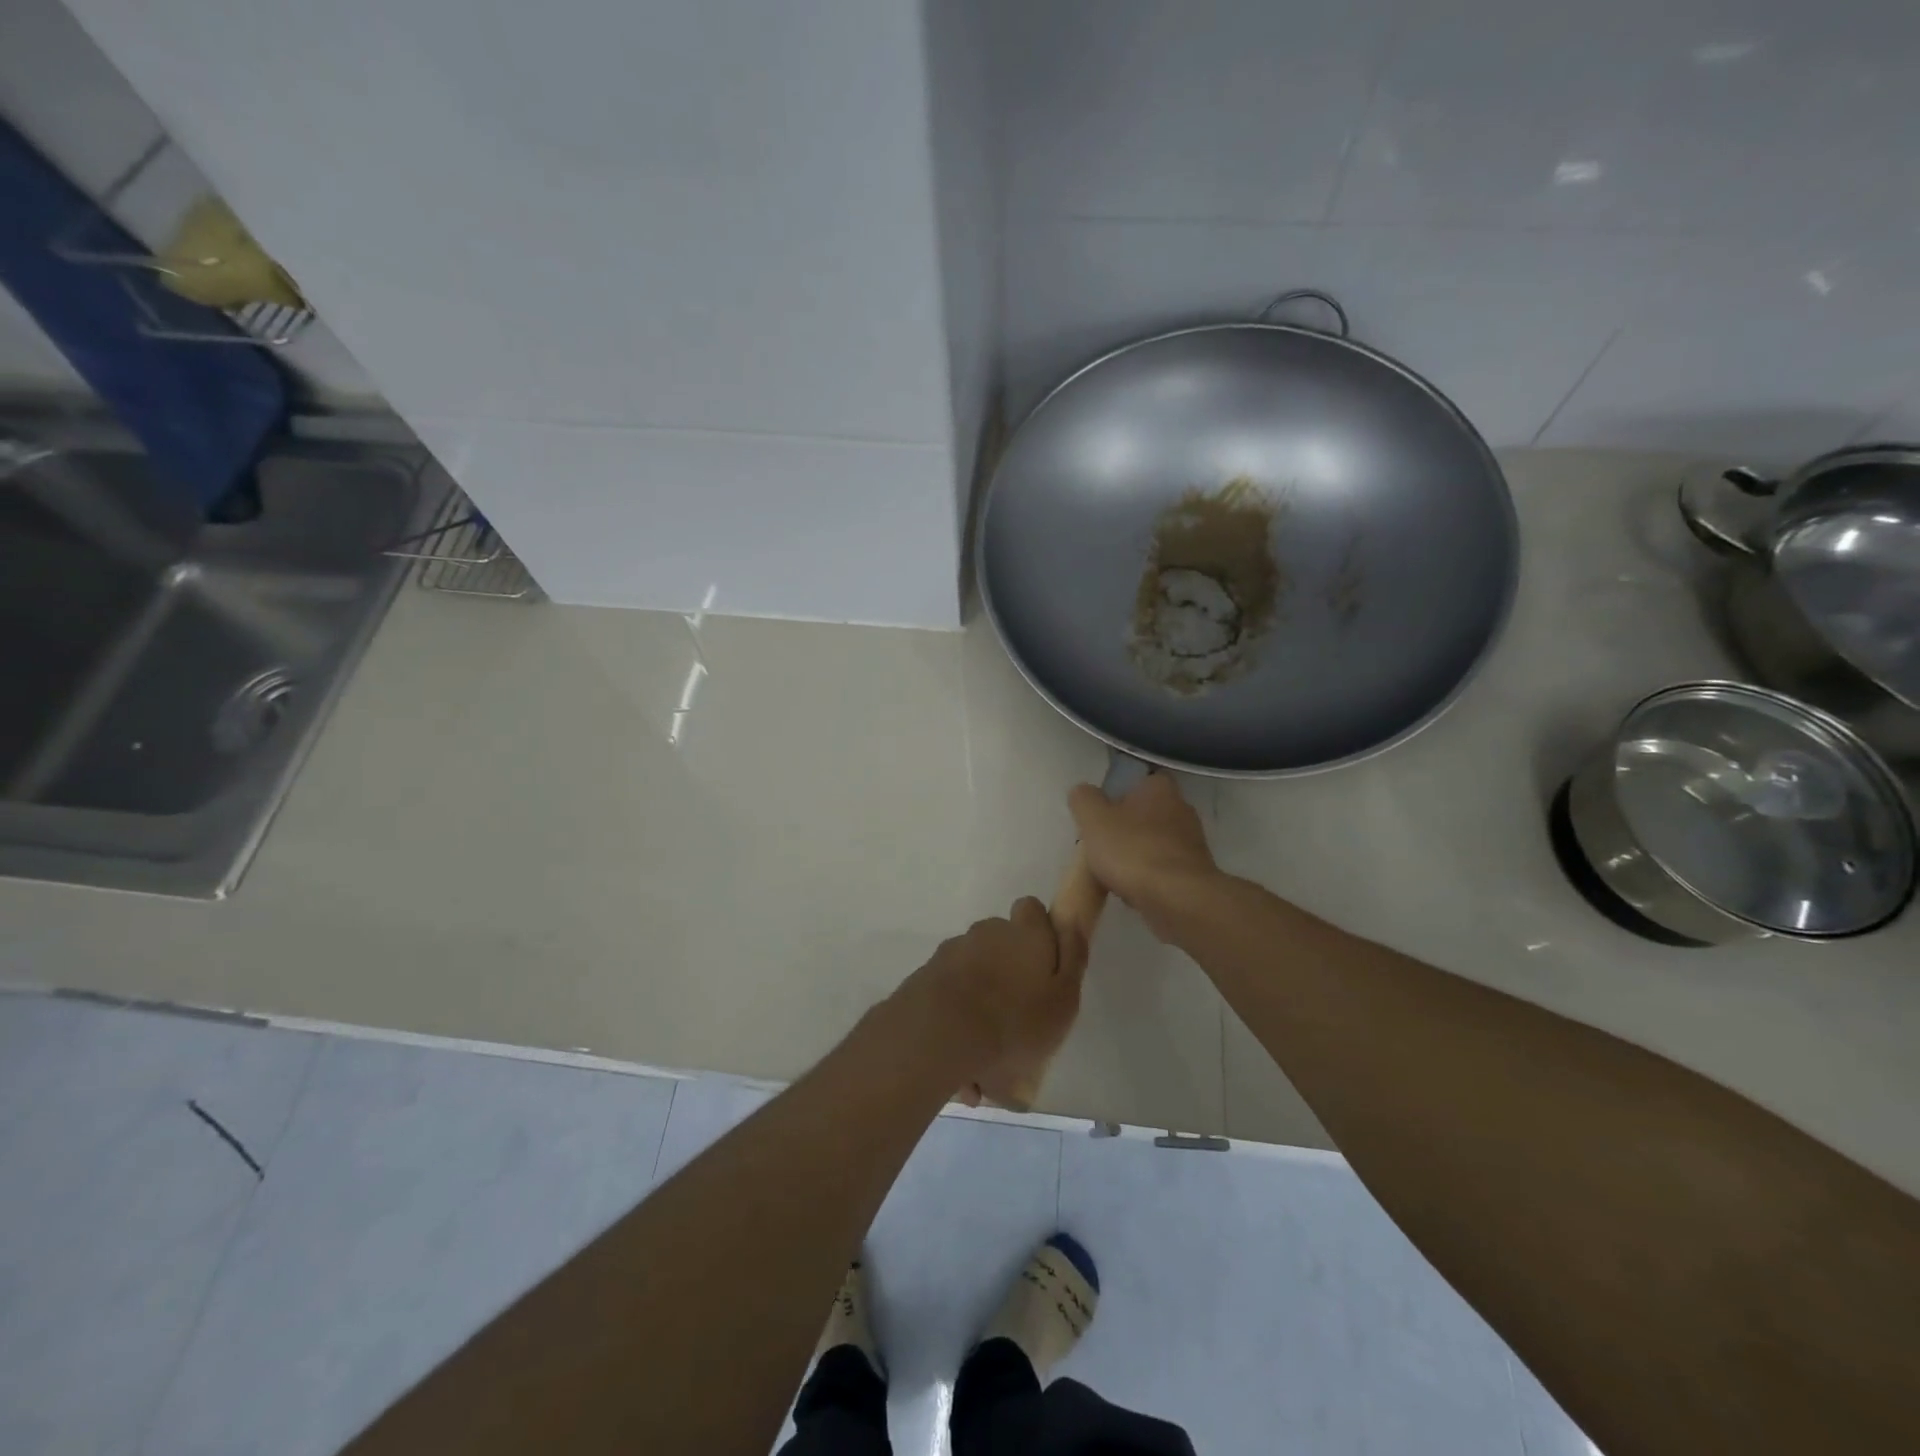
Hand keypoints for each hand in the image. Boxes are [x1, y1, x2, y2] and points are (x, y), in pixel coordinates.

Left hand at [899, 898, 1080, 1109]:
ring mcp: (952, 953)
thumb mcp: (1063, 998)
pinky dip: (956, 1024)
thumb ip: (1072, 959)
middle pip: (1001, 943)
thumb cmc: (1015, 1021)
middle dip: (1007, 973)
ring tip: (987, 1061)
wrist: (938, 1036)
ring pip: (974, 975)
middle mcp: (987, 932)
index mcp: (1024, 933)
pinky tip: (961, 1069)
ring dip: (980, 1004)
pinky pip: (949, 999)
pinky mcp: (924, 979)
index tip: (1043, 965)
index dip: (1039, 931)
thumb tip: (1071, 923)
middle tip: (1017, 1019)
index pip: (1032, 910)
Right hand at [1067, 773, 1219, 940]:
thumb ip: (1084, 799)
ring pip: (1155, 843)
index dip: (1121, 793)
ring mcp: (1192, 844)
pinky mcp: (1194, 875)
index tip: (1103, 811)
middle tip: (1101, 842)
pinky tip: (1131, 891)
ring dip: (1137, 854)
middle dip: (1127, 827)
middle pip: (1148, 813)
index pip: (1142, 780)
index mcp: (1160, 789)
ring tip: (1111, 872)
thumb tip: (1083, 792)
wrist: (1177, 899)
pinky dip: (1148, 878)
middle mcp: (1182, 810)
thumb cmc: (1133, 851)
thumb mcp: (1093, 819)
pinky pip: (1164, 870)